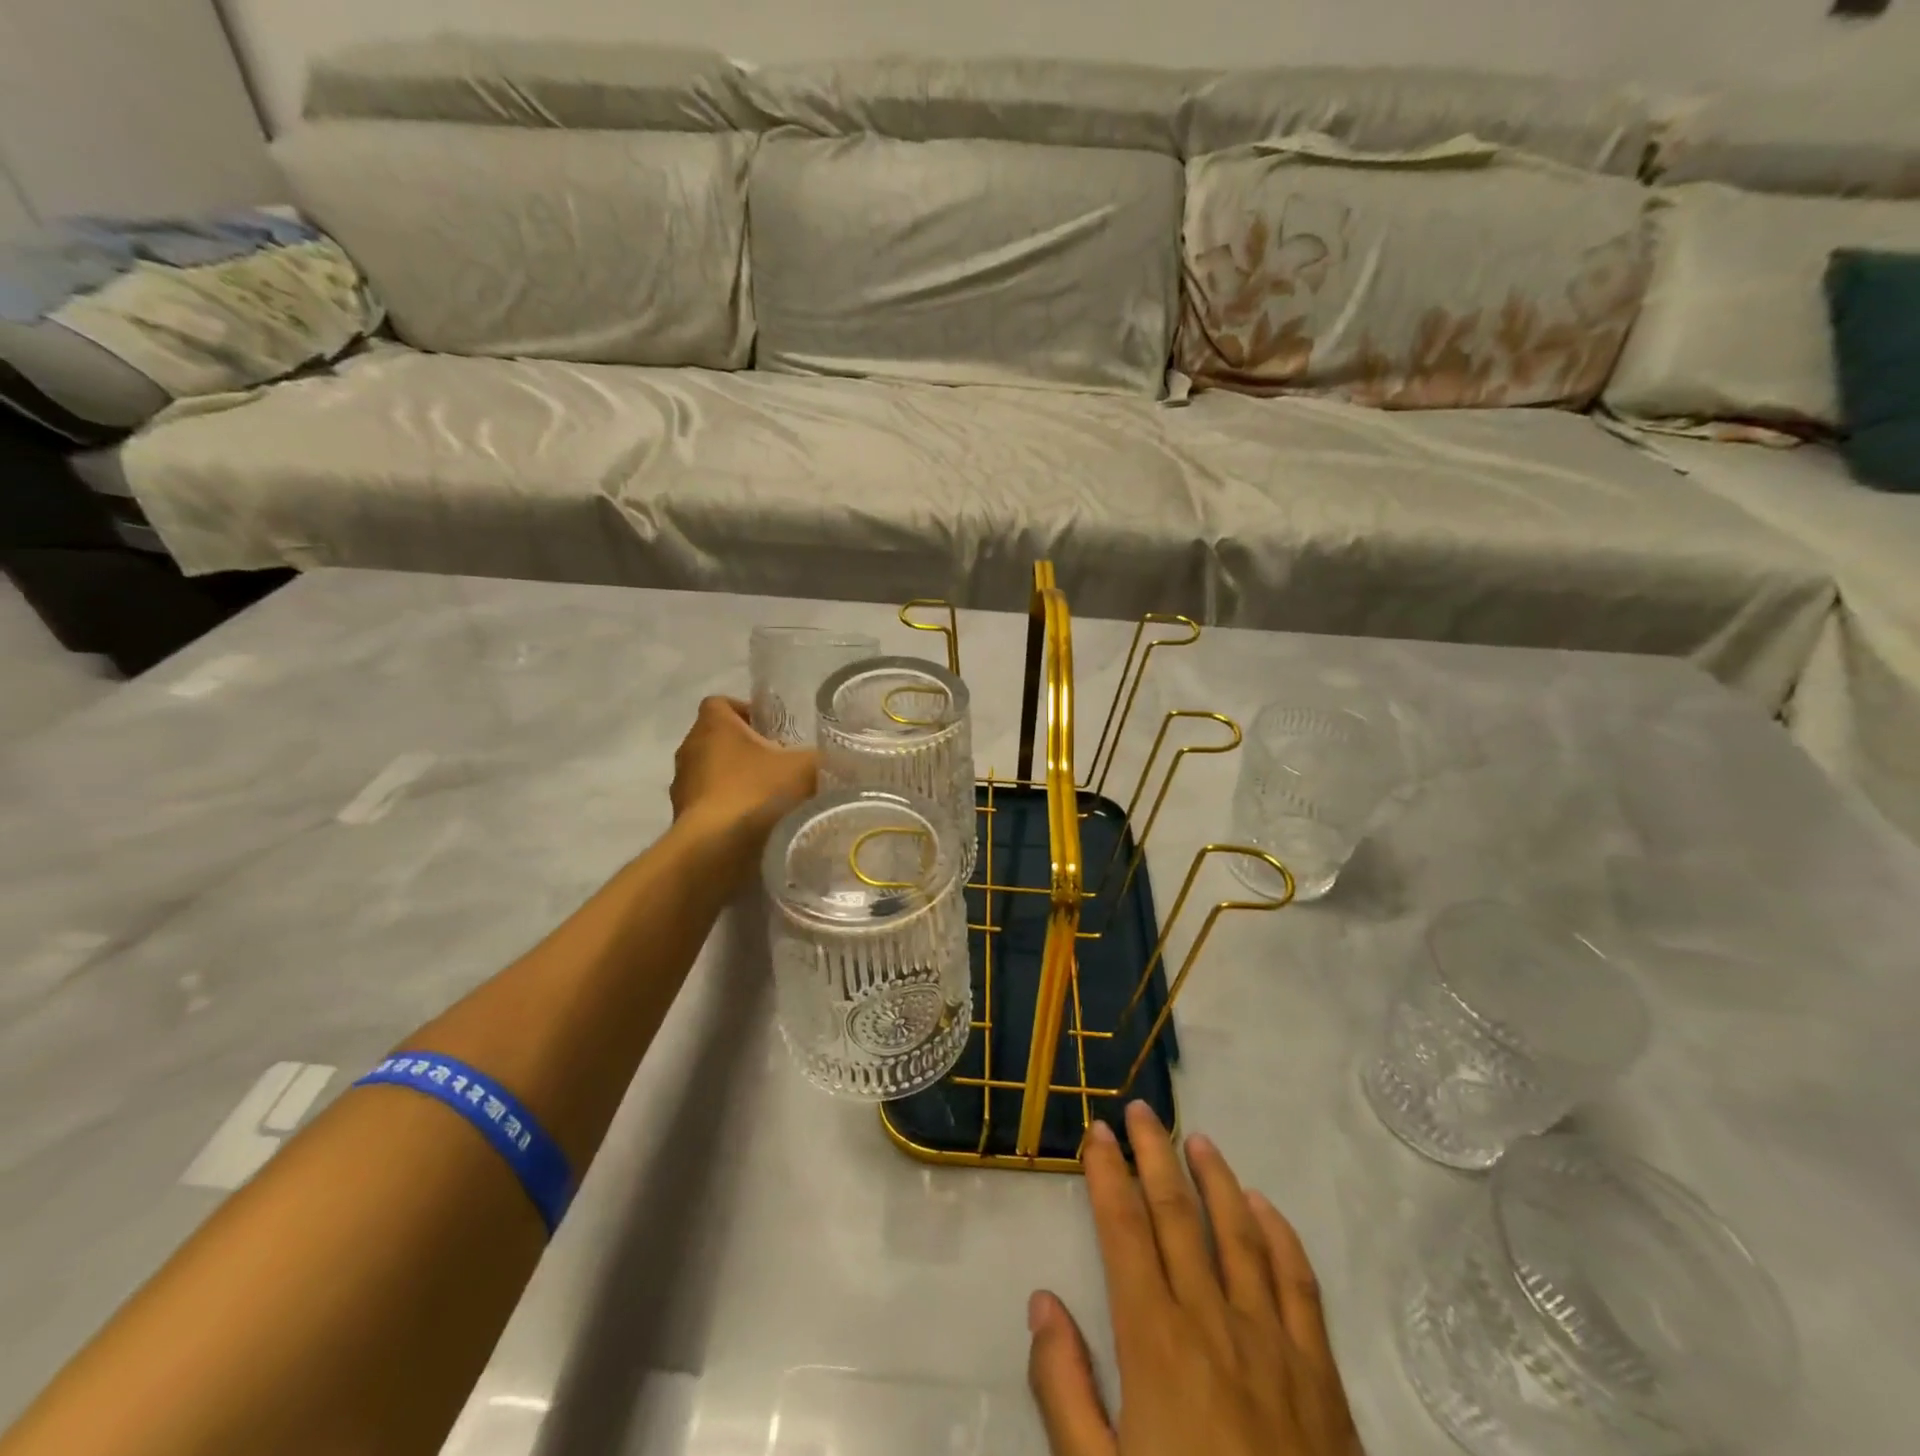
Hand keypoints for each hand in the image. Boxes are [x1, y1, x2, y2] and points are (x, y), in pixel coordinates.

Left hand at [670, 697, 816, 854]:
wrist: (716, 851)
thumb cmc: (756, 793)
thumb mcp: (805, 768)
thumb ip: (822, 757)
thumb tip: (840, 757)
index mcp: (713, 726)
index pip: (721, 703)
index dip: (746, 711)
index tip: (772, 730)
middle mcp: (690, 749)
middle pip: (719, 739)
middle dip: (747, 749)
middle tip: (779, 764)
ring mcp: (682, 787)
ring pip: (712, 773)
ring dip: (736, 780)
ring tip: (769, 797)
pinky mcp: (683, 818)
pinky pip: (709, 804)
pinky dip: (728, 809)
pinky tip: (754, 824)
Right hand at [1028, 1102, 1363, 1455]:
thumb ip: (1064, 1390)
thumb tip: (1042, 1301)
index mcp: (1155, 1343)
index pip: (1124, 1230)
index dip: (1107, 1174)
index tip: (1096, 1132)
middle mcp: (1213, 1322)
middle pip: (1178, 1215)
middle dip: (1153, 1154)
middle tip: (1140, 1110)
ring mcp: (1274, 1344)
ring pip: (1239, 1233)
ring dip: (1214, 1178)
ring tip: (1195, 1139)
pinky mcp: (1321, 1376)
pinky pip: (1300, 1283)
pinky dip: (1279, 1234)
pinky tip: (1264, 1207)